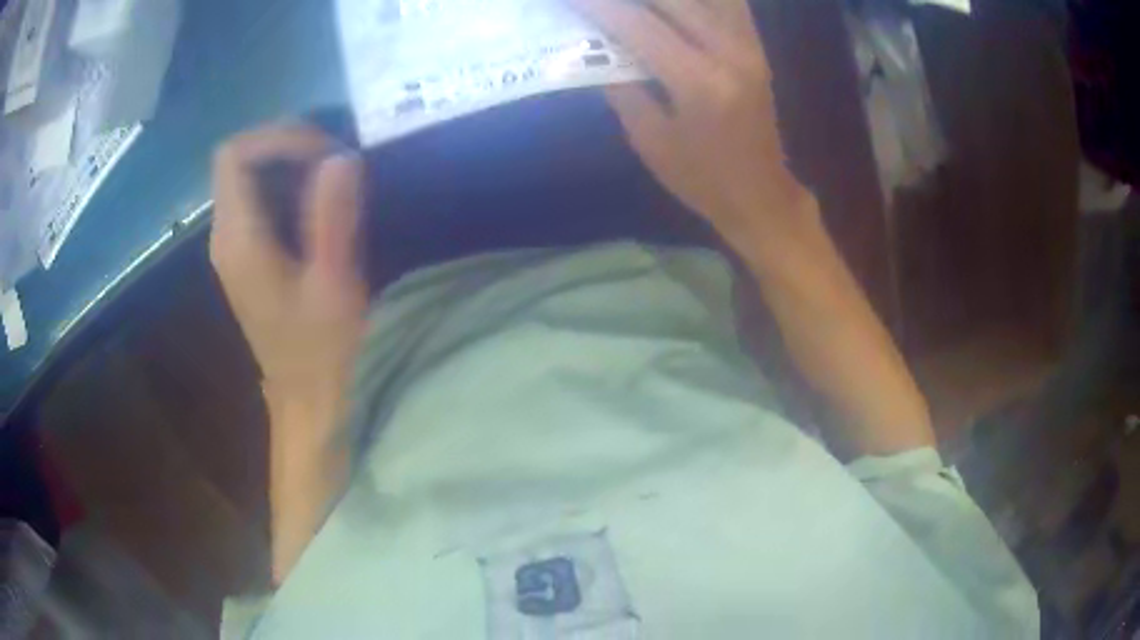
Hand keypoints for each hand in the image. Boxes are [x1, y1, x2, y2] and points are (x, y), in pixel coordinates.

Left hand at [210, 124, 367, 433]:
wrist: (306, 397)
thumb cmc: (321, 348)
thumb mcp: (334, 283)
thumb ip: (333, 218)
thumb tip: (341, 157)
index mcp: (239, 238)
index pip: (236, 154)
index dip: (279, 137)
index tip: (325, 151)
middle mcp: (224, 235)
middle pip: (238, 160)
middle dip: (286, 145)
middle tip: (335, 159)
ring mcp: (230, 246)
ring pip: (246, 176)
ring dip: (288, 163)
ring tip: (333, 175)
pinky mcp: (243, 255)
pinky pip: (255, 198)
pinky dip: (285, 185)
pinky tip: (317, 203)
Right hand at [572, 0, 812, 244]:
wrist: (761, 196)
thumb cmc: (702, 178)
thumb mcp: (650, 140)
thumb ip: (622, 87)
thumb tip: (594, 48)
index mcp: (699, 83)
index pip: (638, 25)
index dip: (599, 5)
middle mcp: (730, 53)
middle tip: (597, 0)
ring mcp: (750, 46)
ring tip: (636, 3)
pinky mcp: (757, 48)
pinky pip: (731, 3)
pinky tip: (677, 6)